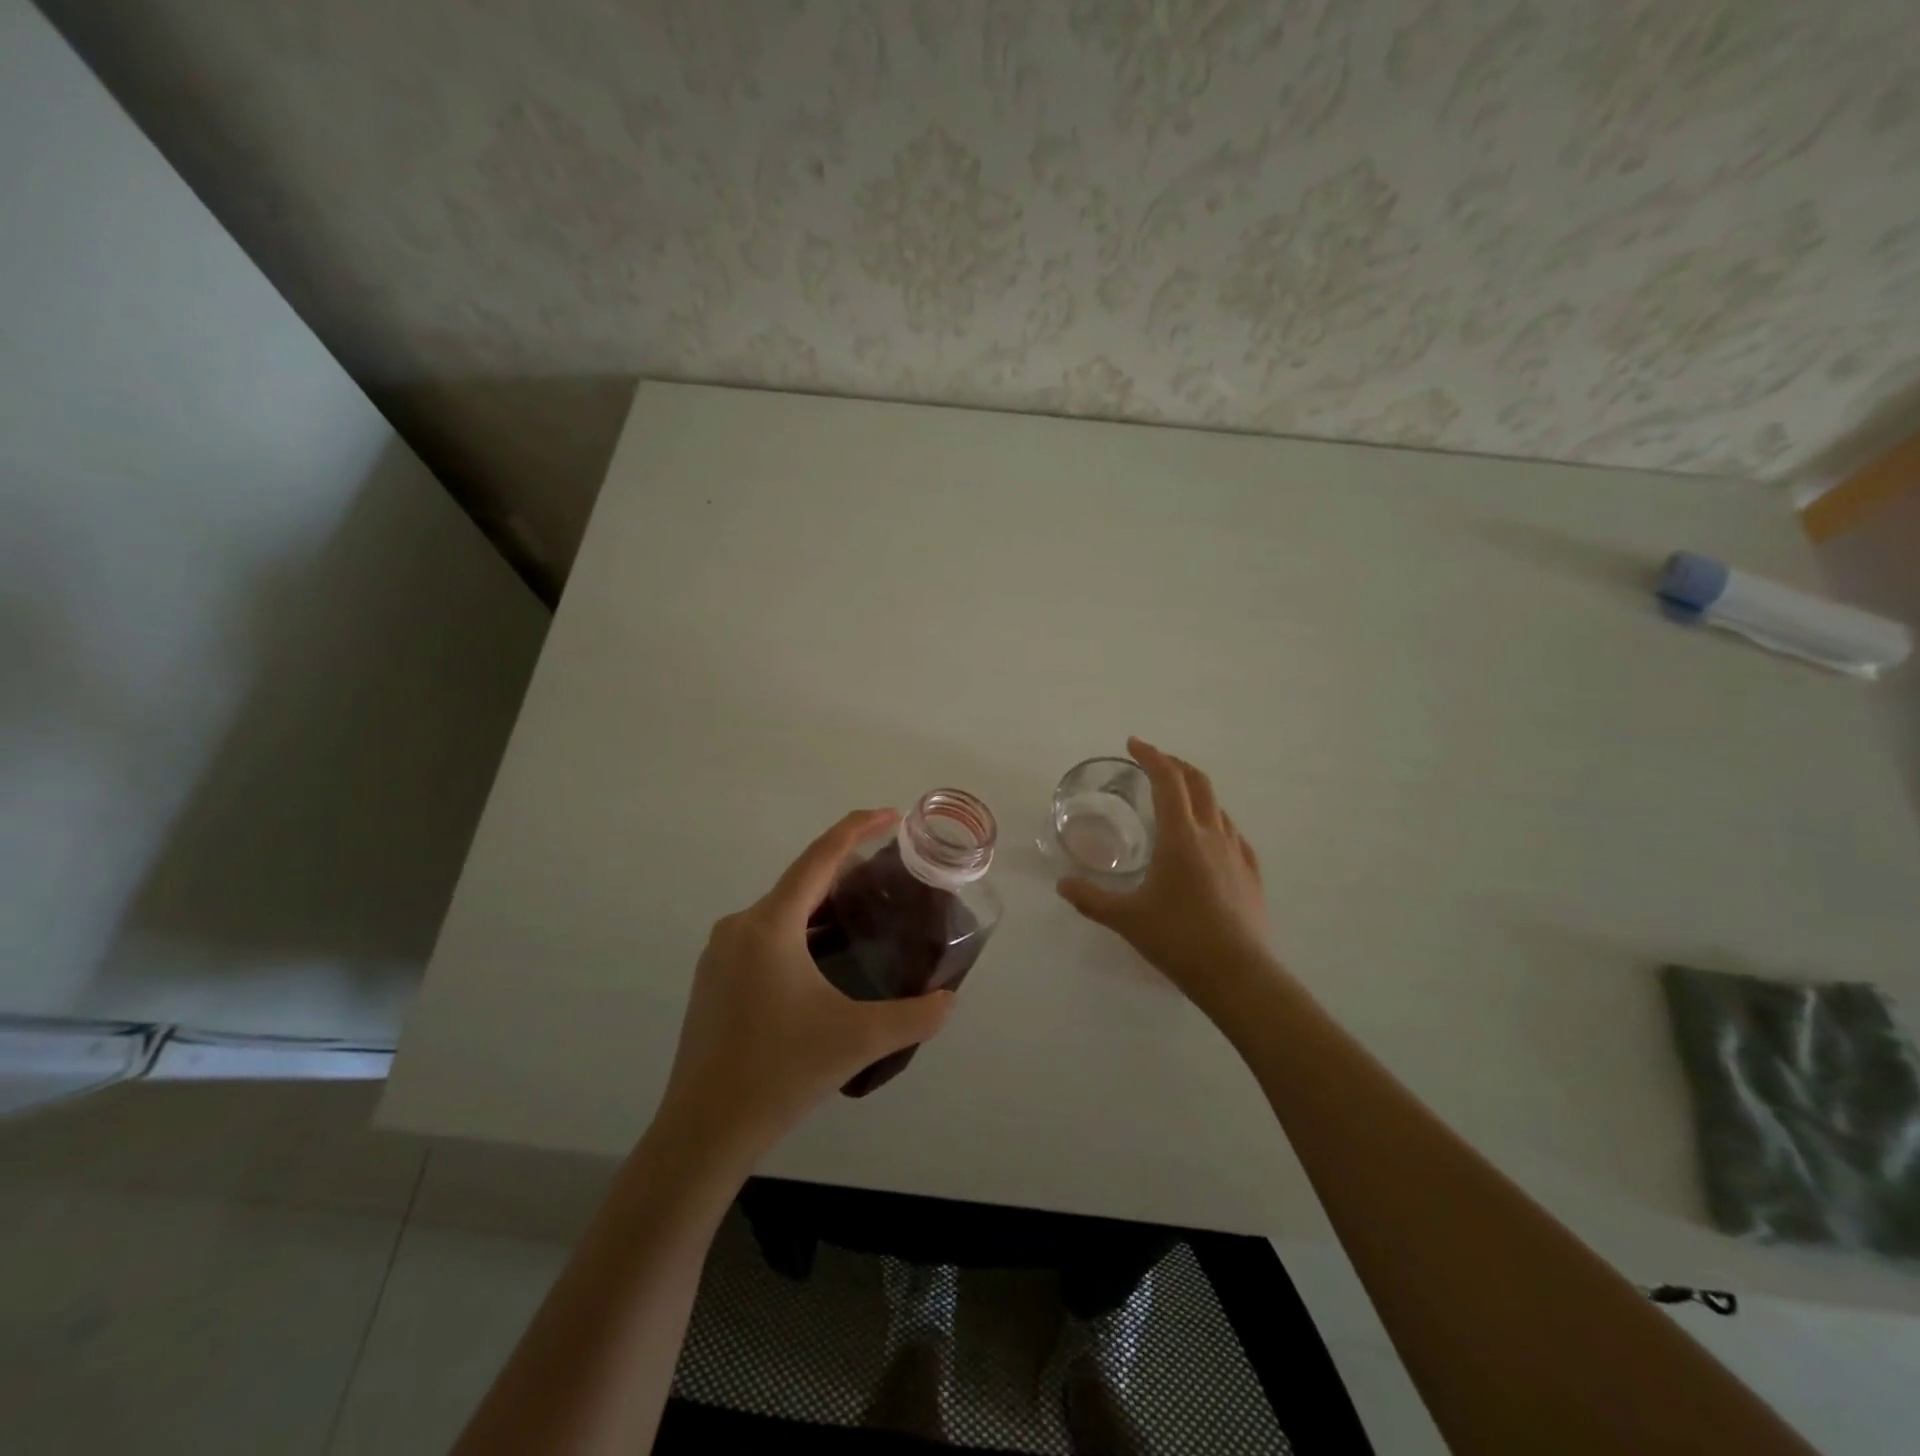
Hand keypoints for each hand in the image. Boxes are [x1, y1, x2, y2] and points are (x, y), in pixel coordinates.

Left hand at [658, 809, 957, 1163]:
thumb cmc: (779, 1073)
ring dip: (822, 907)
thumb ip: (915, 1016)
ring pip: (781, 913)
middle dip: (845, 872)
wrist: (702, 1132)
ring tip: (864, 917)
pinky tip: (823, 962)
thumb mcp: (858, 1041)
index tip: (891, 815)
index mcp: (770, 925)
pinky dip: (799, 933)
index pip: (819, 857)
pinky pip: (764, 937)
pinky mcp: (713, 980)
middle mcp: (740, 927)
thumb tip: (949, 999)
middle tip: (890, 878)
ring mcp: (720, 954)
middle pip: (800, 882)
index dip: (857, 829)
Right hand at [1057, 738, 1275, 1008]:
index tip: (1133, 743)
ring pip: (1218, 808)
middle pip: (1198, 783)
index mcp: (1180, 837)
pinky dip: (1215, 824)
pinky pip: (1233, 836)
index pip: (1167, 781)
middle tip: (1154, 763)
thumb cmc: (1178, 939)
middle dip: (1175, 765)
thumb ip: (1091, 899)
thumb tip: (1062, 884)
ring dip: (1196, 794)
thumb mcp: (1126, 919)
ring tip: (1176, 804)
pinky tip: (1209, 842)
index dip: (1151, 756)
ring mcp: (1237, 854)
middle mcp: (1212, 835)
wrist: (1239, 975)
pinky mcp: (1251, 875)